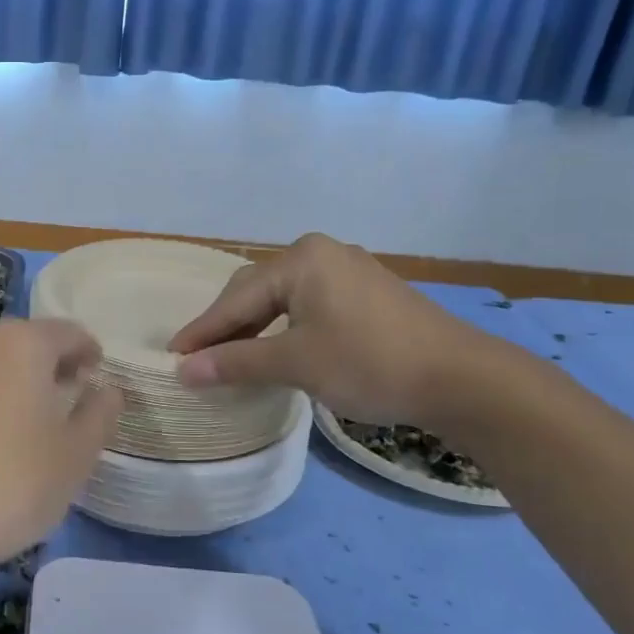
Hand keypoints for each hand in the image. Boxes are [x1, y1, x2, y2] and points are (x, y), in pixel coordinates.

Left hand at [0, 319, 122, 580]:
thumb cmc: (14, 481)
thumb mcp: (76, 453)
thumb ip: (100, 413)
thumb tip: (106, 390)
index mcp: (23, 343)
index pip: (69, 333)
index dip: (90, 353)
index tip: (100, 378)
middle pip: (28, 345)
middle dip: (53, 369)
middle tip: (73, 404)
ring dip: (18, 387)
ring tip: (35, 428)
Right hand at [169, 233, 494, 428]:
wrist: (462, 379)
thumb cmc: (370, 363)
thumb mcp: (296, 363)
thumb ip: (235, 362)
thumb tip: (182, 371)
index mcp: (302, 259)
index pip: (236, 299)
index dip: (202, 331)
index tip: (172, 356)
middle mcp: (321, 254)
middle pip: (256, 292)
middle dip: (225, 327)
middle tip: (197, 359)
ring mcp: (347, 271)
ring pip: (281, 300)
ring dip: (253, 330)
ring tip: (227, 358)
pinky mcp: (365, 294)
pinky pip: (306, 306)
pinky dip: (282, 329)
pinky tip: (273, 350)